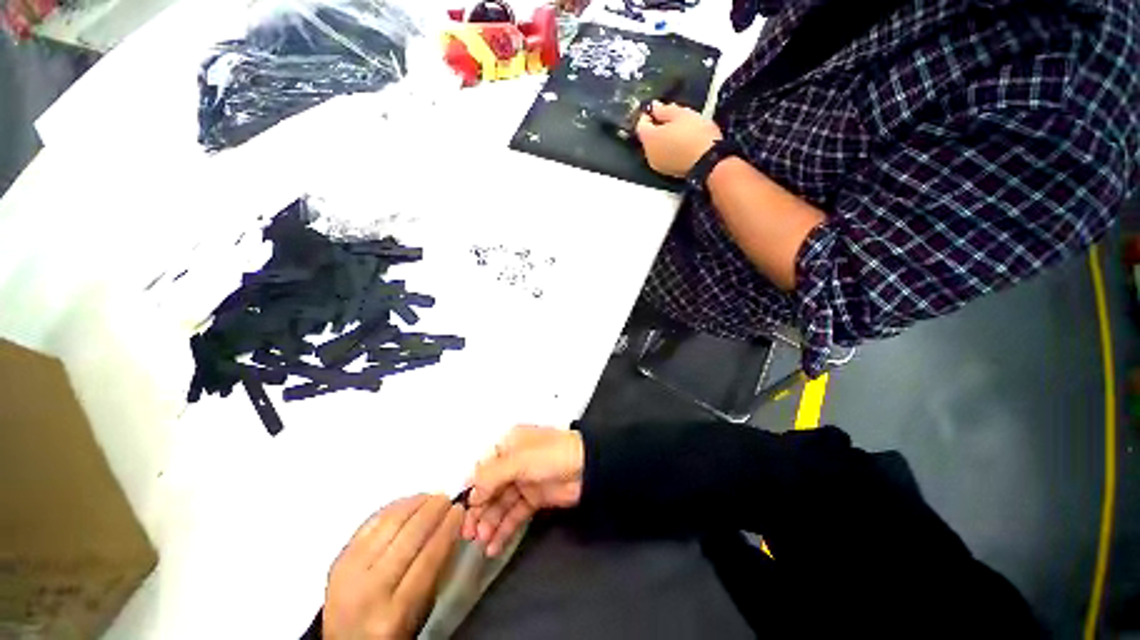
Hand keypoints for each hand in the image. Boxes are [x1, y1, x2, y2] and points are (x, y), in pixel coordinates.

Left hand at [324, 495, 463, 639]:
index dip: (447, 528)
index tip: (459, 510)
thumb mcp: (420, 609)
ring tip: (431, 497)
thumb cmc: (392, 627)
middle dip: (433, 511)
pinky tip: (408, 502)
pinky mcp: (338, 560)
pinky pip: (370, 524)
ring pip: (389, 524)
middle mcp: (371, 590)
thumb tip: (451, 527)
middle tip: (447, 499)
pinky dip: (393, 508)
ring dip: (415, 504)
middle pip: (409, 537)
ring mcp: (350, 573)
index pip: (429, 558)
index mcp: (396, 612)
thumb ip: (436, 570)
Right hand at [463, 426, 584, 555]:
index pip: (483, 468)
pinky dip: (504, 530)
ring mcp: (524, 481)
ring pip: (501, 504)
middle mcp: (513, 462)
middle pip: (490, 488)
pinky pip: (515, 515)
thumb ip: (491, 476)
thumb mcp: (519, 460)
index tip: (460, 513)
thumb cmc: (551, 455)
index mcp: (509, 445)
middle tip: (468, 535)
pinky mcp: (535, 499)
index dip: (472, 490)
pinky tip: (493, 546)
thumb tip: (470, 494)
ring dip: (489, 523)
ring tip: (481, 542)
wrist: (587, 467)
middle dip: (478, 511)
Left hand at [635, 102, 722, 177]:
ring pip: (655, 148)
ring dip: (662, 140)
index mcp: (649, 139)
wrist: (708, 161)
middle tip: (671, 118)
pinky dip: (667, 150)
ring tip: (678, 131)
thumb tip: (654, 107)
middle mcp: (649, 154)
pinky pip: (662, 157)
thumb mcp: (681, 114)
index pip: (641, 124)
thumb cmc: (695, 134)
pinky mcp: (666, 172)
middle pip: (647, 138)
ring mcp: (657, 165)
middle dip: (656, 127)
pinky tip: (680, 144)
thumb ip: (664, 110)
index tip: (658, 108)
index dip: (648, 114)